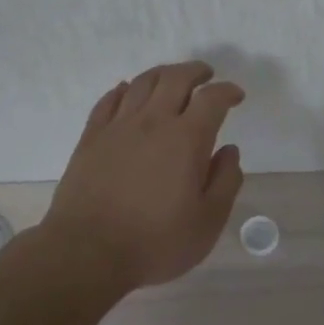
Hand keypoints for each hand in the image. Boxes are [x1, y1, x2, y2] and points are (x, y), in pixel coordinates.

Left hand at [41, 61, 245, 288]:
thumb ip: (225, 182)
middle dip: (195, 71)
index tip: (236, 96)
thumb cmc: (156, 242)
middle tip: (206, 75)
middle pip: (175, 78)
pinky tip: (127, 92)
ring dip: (162, 74)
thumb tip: (229, 151)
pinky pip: (108, 100)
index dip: (228, 91)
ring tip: (172, 79)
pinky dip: (123, 89)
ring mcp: (118, 127)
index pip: (212, 99)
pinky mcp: (91, 138)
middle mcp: (153, 122)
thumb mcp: (208, 221)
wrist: (87, 253)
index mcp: (187, 139)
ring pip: (141, 83)